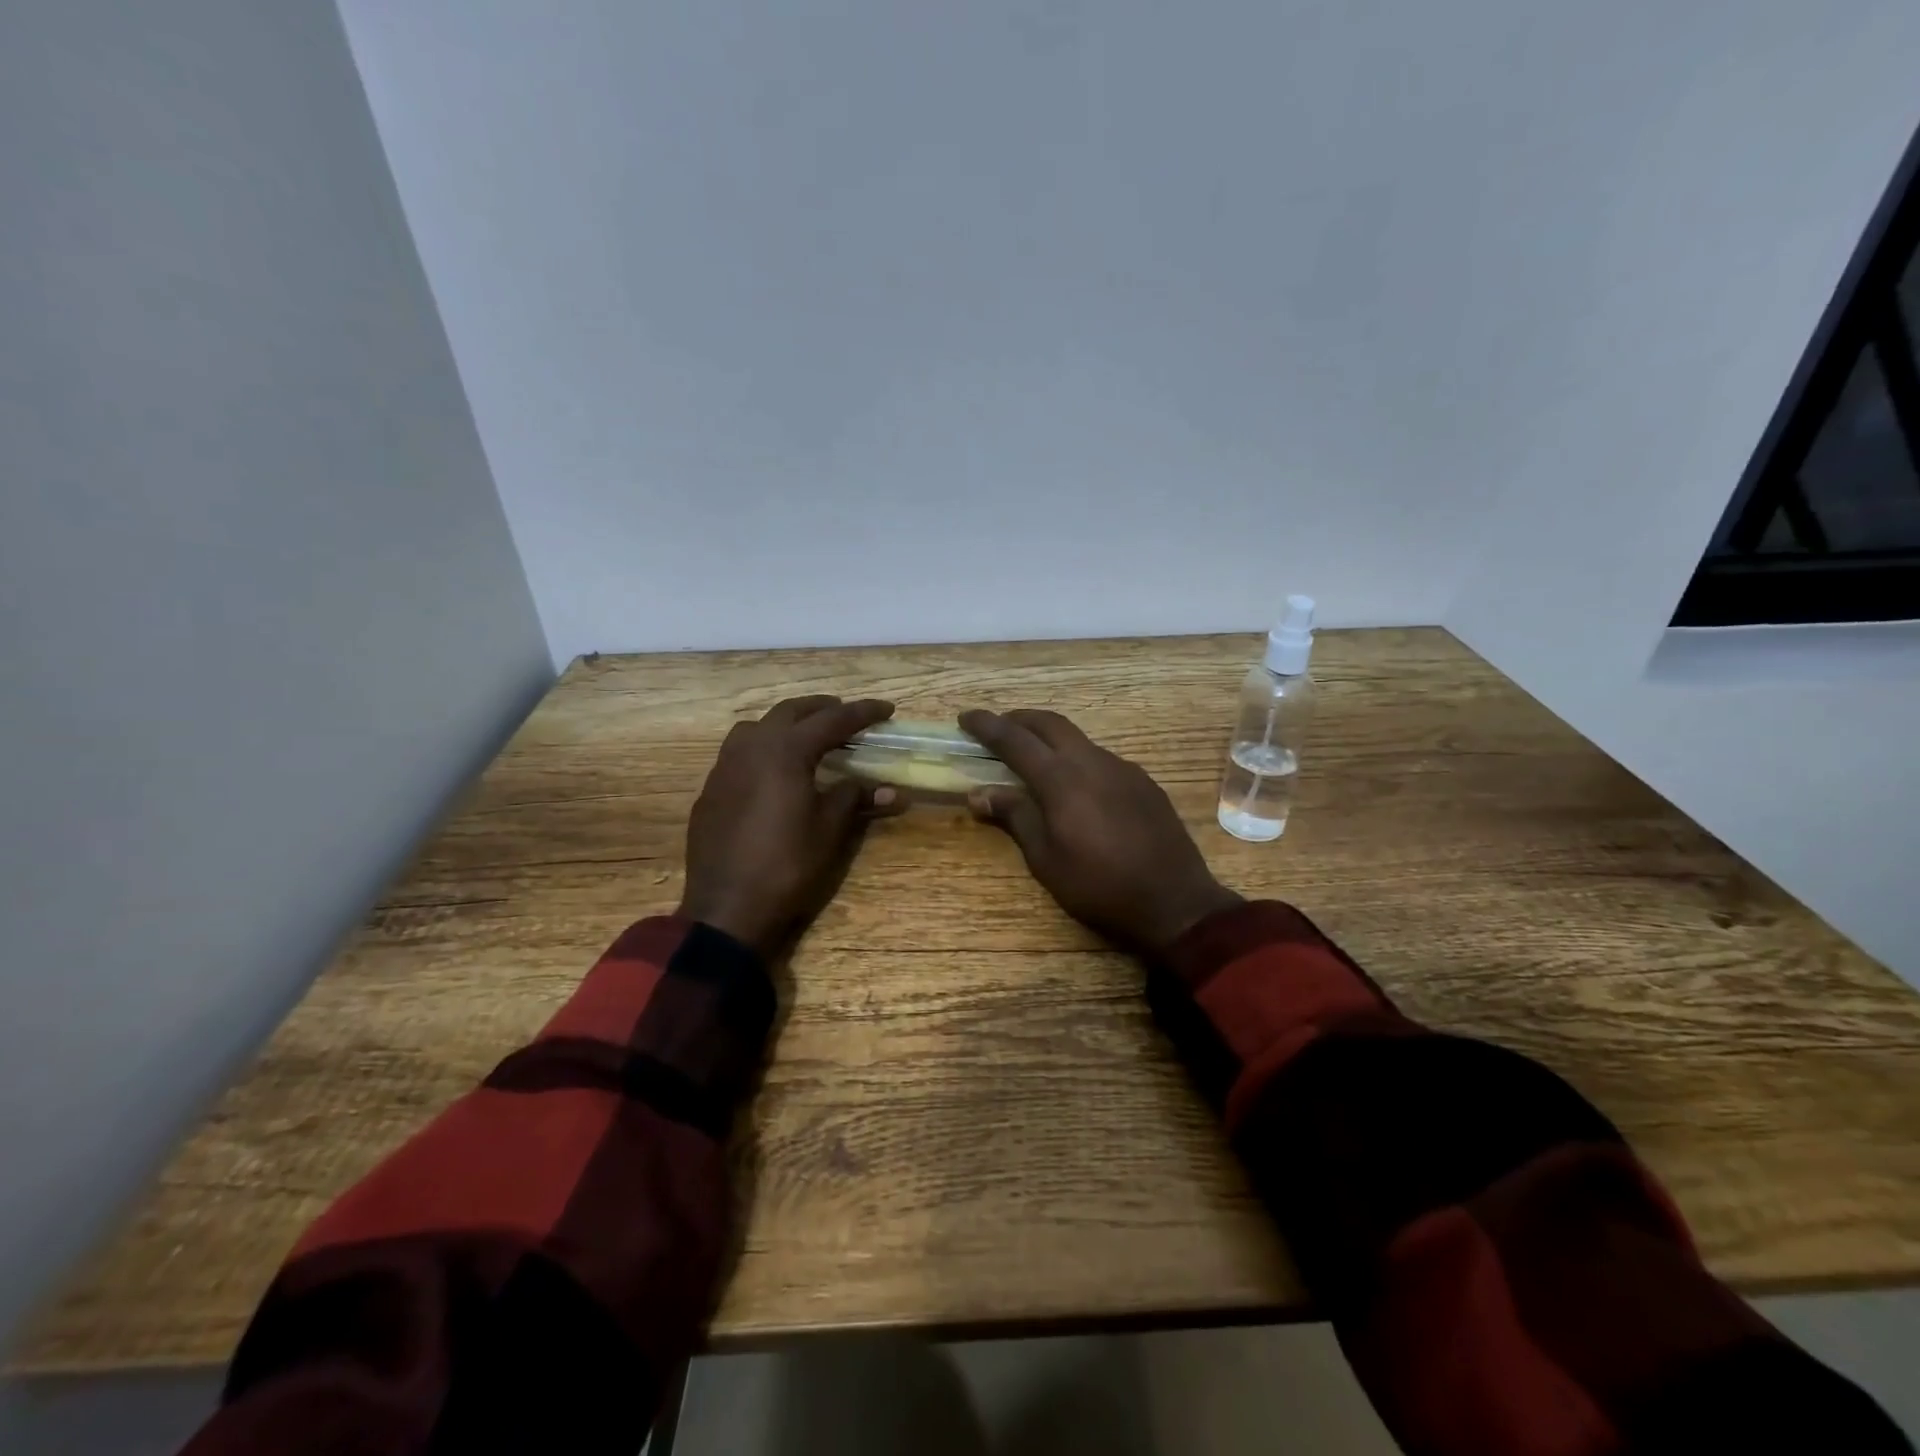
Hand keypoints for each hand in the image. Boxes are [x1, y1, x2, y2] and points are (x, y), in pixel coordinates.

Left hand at [679, 695, 901, 958]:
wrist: (727, 909)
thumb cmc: (787, 865)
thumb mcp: (830, 830)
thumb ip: (856, 798)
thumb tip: (891, 790)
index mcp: (785, 751)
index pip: (832, 720)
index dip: (862, 713)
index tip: (887, 709)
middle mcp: (751, 747)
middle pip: (790, 712)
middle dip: (822, 709)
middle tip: (847, 716)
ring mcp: (724, 767)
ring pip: (757, 727)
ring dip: (787, 724)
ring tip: (808, 738)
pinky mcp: (711, 790)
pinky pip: (739, 753)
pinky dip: (763, 748)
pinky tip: (774, 773)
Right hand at [958, 709, 1242, 955]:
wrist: (1175, 902)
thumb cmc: (1099, 886)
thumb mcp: (1046, 860)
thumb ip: (1015, 817)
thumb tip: (979, 793)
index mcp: (1062, 779)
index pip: (1015, 740)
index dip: (987, 725)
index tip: (965, 717)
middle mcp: (1092, 761)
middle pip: (1049, 723)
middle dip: (1019, 719)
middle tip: (998, 728)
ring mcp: (1123, 768)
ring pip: (1078, 739)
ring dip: (1050, 738)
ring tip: (1033, 758)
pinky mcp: (1143, 781)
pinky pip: (1101, 758)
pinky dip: (1076, 758)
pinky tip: (1075, 785)